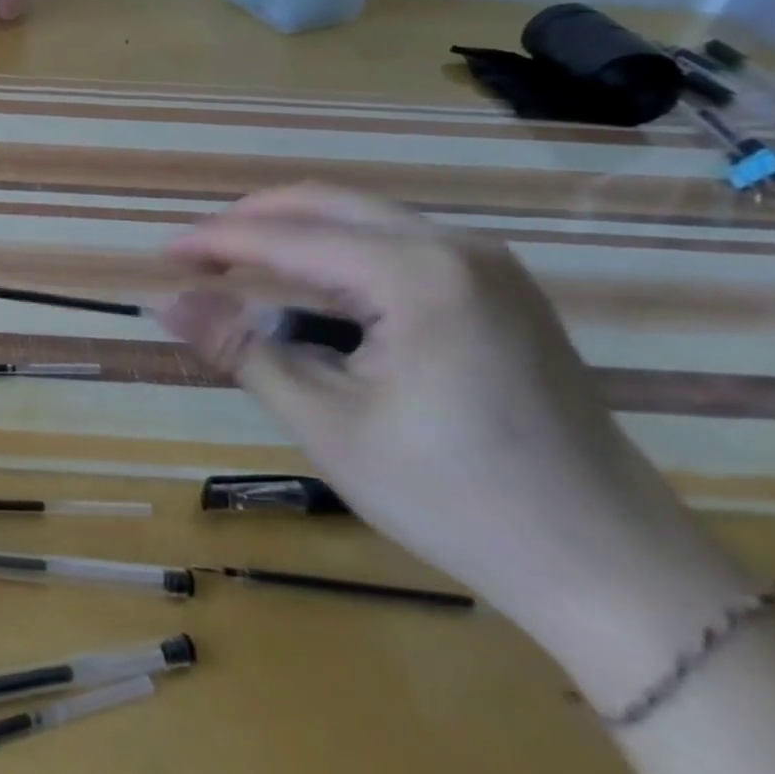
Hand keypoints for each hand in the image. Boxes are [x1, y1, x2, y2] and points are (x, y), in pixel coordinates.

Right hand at [160, 185, 756, 704]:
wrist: (613, 568)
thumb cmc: (455, 498)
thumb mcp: (328, 424)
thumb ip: (242, 349)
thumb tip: (166, 302)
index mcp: (417, 275)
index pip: (288, 238)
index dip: (216, 242)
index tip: (161, 253)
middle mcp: (456, 247)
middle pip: (325, 205)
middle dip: (251, 222)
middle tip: (194, 256)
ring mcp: (487, 263)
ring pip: (361, 218)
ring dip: (292, 234)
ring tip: (238, 267)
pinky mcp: (500, 288)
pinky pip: (396, 243)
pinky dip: (337, 253)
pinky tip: (312, 287)